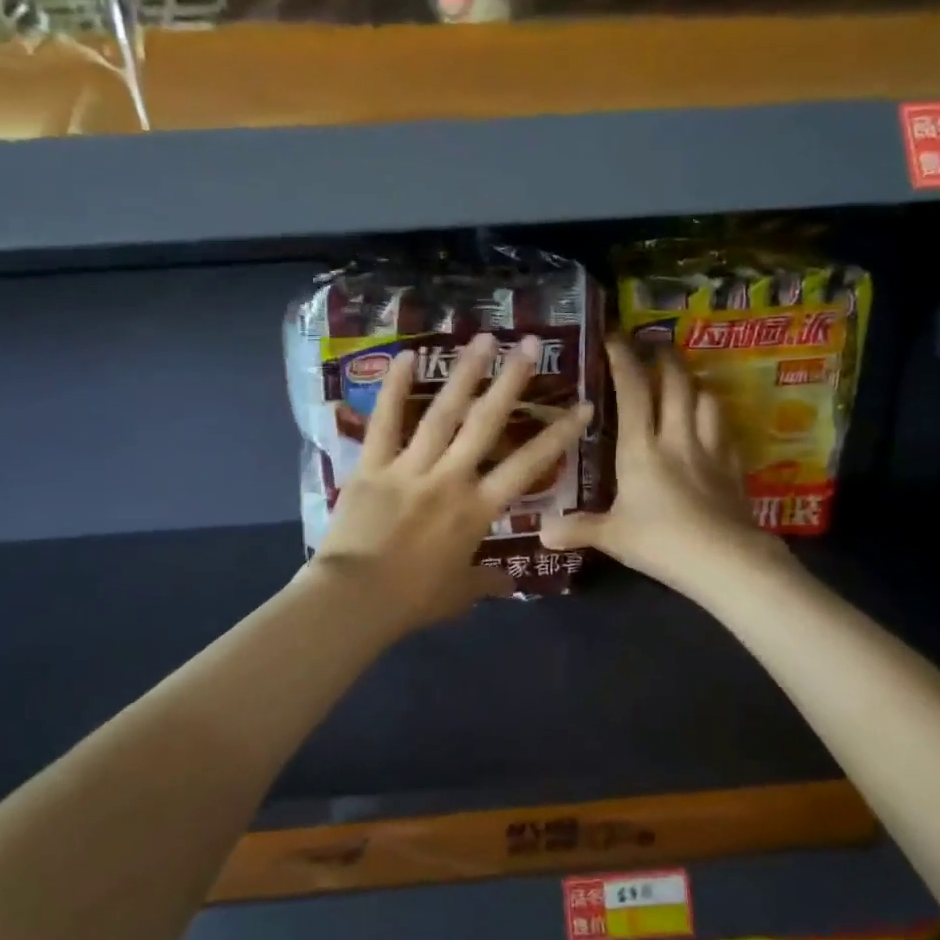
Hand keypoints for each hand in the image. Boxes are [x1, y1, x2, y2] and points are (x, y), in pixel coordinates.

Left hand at [308, 333, 593, 635]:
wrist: (356, 599)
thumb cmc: (413, 600)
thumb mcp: (459, 595)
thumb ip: (486, 584)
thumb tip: (510, 586)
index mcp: (477, 510)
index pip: (528, 466)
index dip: (559, 435)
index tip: (583, 406)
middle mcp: (450, 478)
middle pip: (487, 423)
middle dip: (511, 381)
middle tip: (530, 344)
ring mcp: (410, 468)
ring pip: (442, 413)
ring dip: (464, 373)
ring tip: (482, 338)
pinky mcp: (372, 466)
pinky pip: (385, 422)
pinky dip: (395, 389)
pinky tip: (407, 356)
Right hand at [541, 337, 777, 595]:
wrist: (725, 561)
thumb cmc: (661, 542)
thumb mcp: (612, 537)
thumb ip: (578, 529)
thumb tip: (542, 532)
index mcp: (641, 449)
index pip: (632, 391)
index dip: (623, 360)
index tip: (614, 337)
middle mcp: (677, 438)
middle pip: (676, 384)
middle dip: (664, 358)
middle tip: (655, 344)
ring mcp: (711, 450)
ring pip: (706, 400)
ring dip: (694, 382)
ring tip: (684, 378)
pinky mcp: (734, 468)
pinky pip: (726, 431)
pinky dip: (716, 418)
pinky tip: (712, 422)